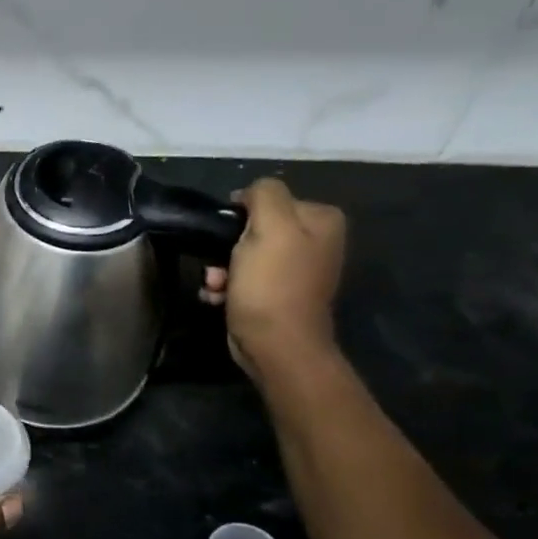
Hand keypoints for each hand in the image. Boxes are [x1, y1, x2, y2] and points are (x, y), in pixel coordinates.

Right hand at [200, 178, 345, 382]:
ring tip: (216, 285)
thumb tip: (249, 193)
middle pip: (255, 228)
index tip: (226, 234)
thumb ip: (264, 194)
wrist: (276, 345)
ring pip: (243, 254)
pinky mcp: (277, 295)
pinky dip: (226, 287)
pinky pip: (243, 279)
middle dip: (227, 246)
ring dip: (221, 269)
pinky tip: (218, 297)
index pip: (270, 199)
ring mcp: (296, 270)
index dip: (242, 214)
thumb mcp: (270, 226)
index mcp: (321, 220)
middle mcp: (315, 242)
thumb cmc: (272, 284)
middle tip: (218, 265)